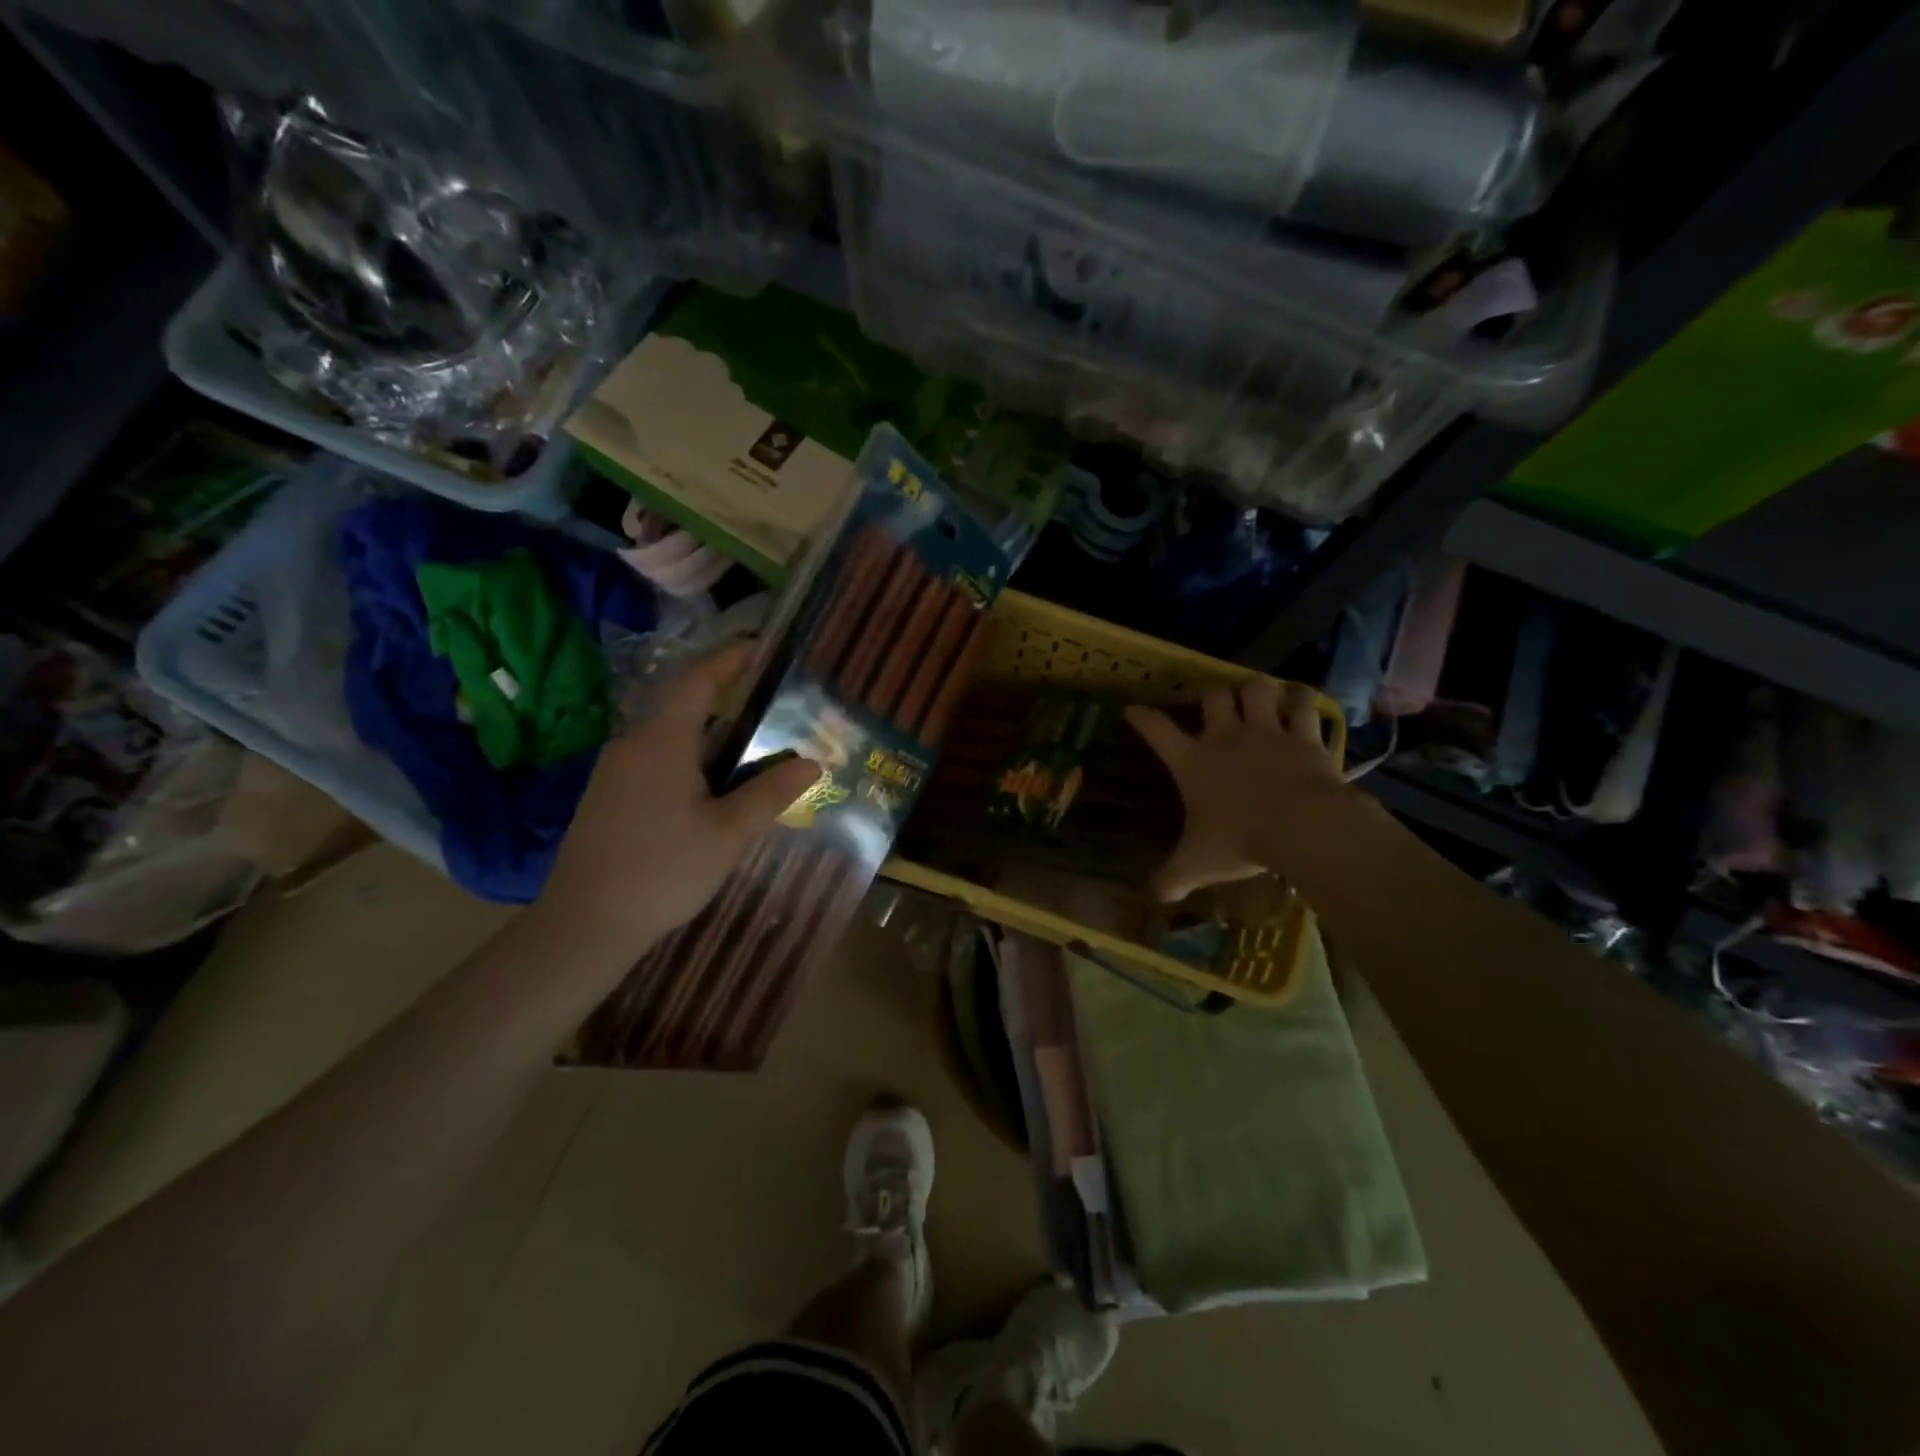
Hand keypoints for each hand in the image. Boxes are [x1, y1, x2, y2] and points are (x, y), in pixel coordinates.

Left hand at [536, 642, 819, 959]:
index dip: (730, 658)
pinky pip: (656, 759)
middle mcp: (633, 743)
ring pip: (670, 736)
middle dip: (728, 697)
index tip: (762, 646)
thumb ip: (771, 792)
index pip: (698, 679)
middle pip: (684, 705)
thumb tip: (812, 762)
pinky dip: (690, 757)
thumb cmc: (663, 870)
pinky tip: (712, 788)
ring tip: (752, 747)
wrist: (584, 924)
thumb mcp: (728, 833)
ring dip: (710, 733)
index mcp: (662, 741)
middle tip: (772, 704)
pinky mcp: (607, 796)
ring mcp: (614, 770)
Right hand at [1125, 679, 1345, 901]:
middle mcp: (1226, 737)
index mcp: (1192, 761)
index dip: (1142, 717)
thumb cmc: (1240, 840)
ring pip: (1257, 689)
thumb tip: (1152, 898)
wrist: (1302, 826)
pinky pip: (1303, 707)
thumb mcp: (1198, 864)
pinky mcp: (1304, 736)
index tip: (1133, 708)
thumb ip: (1172, 878)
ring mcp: (1267, 732)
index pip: (1157, 730)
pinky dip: (1301, 704)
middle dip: (1210, 694)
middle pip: (1212, 695)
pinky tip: (1301, 706)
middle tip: (1214, 703)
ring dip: (1255, 690)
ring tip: (1257, 696)